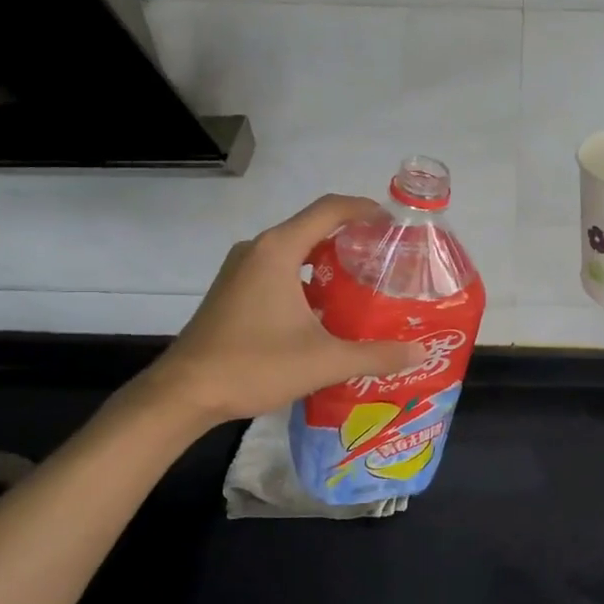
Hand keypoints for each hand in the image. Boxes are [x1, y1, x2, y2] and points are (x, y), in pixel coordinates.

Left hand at [131, 195, 423, 426]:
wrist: (184, 393)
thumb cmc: (253, 365)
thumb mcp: (324, 361)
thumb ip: (376, 355)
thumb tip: (419, 351)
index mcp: (278, 250)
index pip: (329, 210)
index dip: (365, 210)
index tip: (395, 225)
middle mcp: (257, 250)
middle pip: (313, 228)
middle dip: (352, 239)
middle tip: (387, 261)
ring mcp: (240, 270)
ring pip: (294, 251)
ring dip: (328, 262)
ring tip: (364, 285)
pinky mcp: (233, 291)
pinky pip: (278, 270)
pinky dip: (307, 279)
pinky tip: (326, 311)